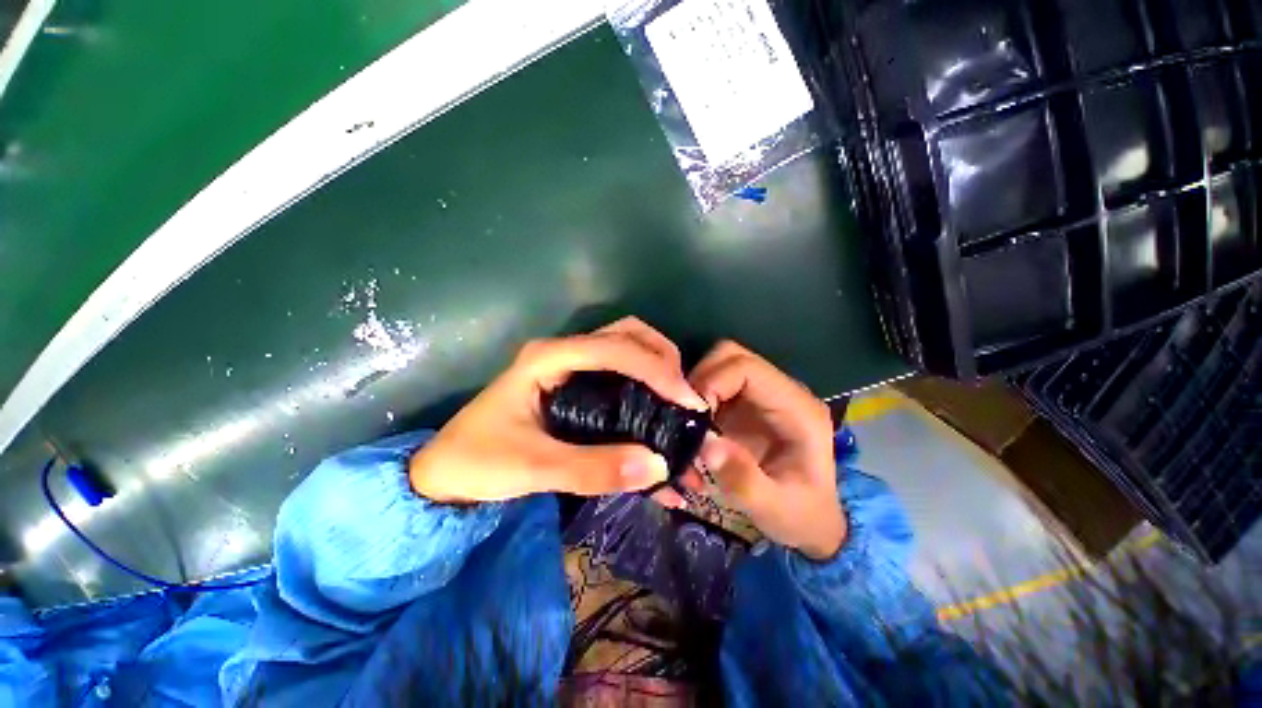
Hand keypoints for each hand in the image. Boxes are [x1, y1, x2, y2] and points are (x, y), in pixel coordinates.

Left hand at [409, 318, 707, 505]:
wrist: (446, 472)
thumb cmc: (479, 461)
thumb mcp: (533, 468)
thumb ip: (593, 469)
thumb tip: (659, 466)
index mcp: (549, 358)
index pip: (615, 349)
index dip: (657, 370)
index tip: (688, 402)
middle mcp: (565, 353)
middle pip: (628, 335)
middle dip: (663, 360)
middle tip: (684, 398)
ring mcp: (572, 367)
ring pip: (629, 350)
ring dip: (659, 371)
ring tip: (678, 406)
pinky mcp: (578, 385)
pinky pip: (621, 375)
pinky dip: (647, 389)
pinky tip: (660, 417)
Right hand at [688, 341, 845, 559]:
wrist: (812, 522)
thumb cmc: (800, 515)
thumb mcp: (775, 509)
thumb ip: (744, 480)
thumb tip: (706, 443)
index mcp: (797, 408)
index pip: (747, 368)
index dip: (712, 383)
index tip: (694, 417)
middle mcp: (781, 391)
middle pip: (731, 356)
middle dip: (700, 379)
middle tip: (686, 416)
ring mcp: (762, 394)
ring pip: (719, 365)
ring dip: (696, 388)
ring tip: (689, 423)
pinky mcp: (747, 403)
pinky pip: (715, 383)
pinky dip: (697, 397)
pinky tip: (694, 426)